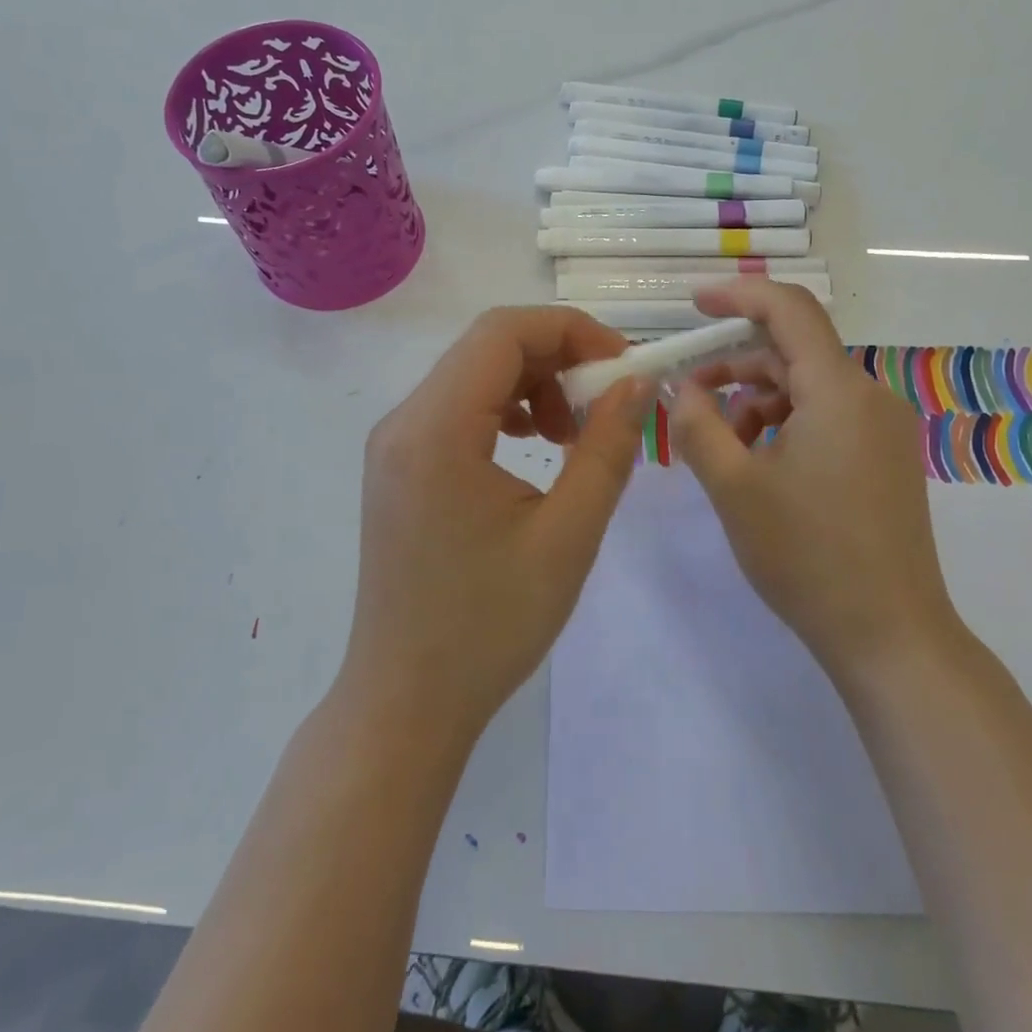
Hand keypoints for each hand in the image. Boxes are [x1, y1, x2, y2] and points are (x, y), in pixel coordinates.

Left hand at [345, 307, 649, 737]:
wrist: (406, 700)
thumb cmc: (489, 625)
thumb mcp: (567, 535)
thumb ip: (607, 448)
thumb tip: (637, 384)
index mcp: (436, 429)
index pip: (503, 332)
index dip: (572, 331)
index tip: (622, 368)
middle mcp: (403, 421)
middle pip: (487, 348)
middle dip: (558, 358)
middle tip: (608, 404)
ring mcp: (394, 444)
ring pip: (473, 375)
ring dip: (533, 385)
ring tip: (573, 437)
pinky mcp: (398, 467)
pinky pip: (456, 410)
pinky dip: (504, 411)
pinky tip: (535, 449)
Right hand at [667, 280, 958, 680]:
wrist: (891, 635)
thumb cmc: (807, 556)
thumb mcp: (734, 487)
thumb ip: (698, 425)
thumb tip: (682, 388)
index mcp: (839, 391)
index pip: (790, 310)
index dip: (739, 296)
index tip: (693, 304)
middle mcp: (870, 397)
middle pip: (794, 353)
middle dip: (735, 366)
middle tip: (687, 396)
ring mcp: (883, 430)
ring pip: (807, 389)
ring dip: (756, 402)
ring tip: (719, 445)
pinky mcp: (885, 460)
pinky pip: (827, 419)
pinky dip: (785, 426)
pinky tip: (757, 465)